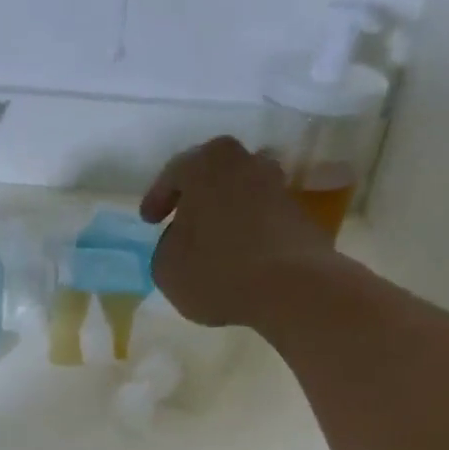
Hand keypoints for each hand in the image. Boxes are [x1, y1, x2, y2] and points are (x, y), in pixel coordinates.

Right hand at [140, 137, 335, 326]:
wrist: (290, 287)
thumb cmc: (216, 270)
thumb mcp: (166, 267)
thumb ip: (166, 247)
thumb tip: (180, 241)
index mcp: (206, 164)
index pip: (173, 174)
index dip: (157, 198)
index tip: (149, 220)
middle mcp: (245, 162)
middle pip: (214, 176)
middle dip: (197, 198)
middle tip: (182, 222)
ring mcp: (278, 185)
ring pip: (241, 194)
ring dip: (226, 214)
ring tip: (213, 241)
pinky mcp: (299, 214)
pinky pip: (262, 218)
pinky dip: (248, 232)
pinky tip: (239, 256)